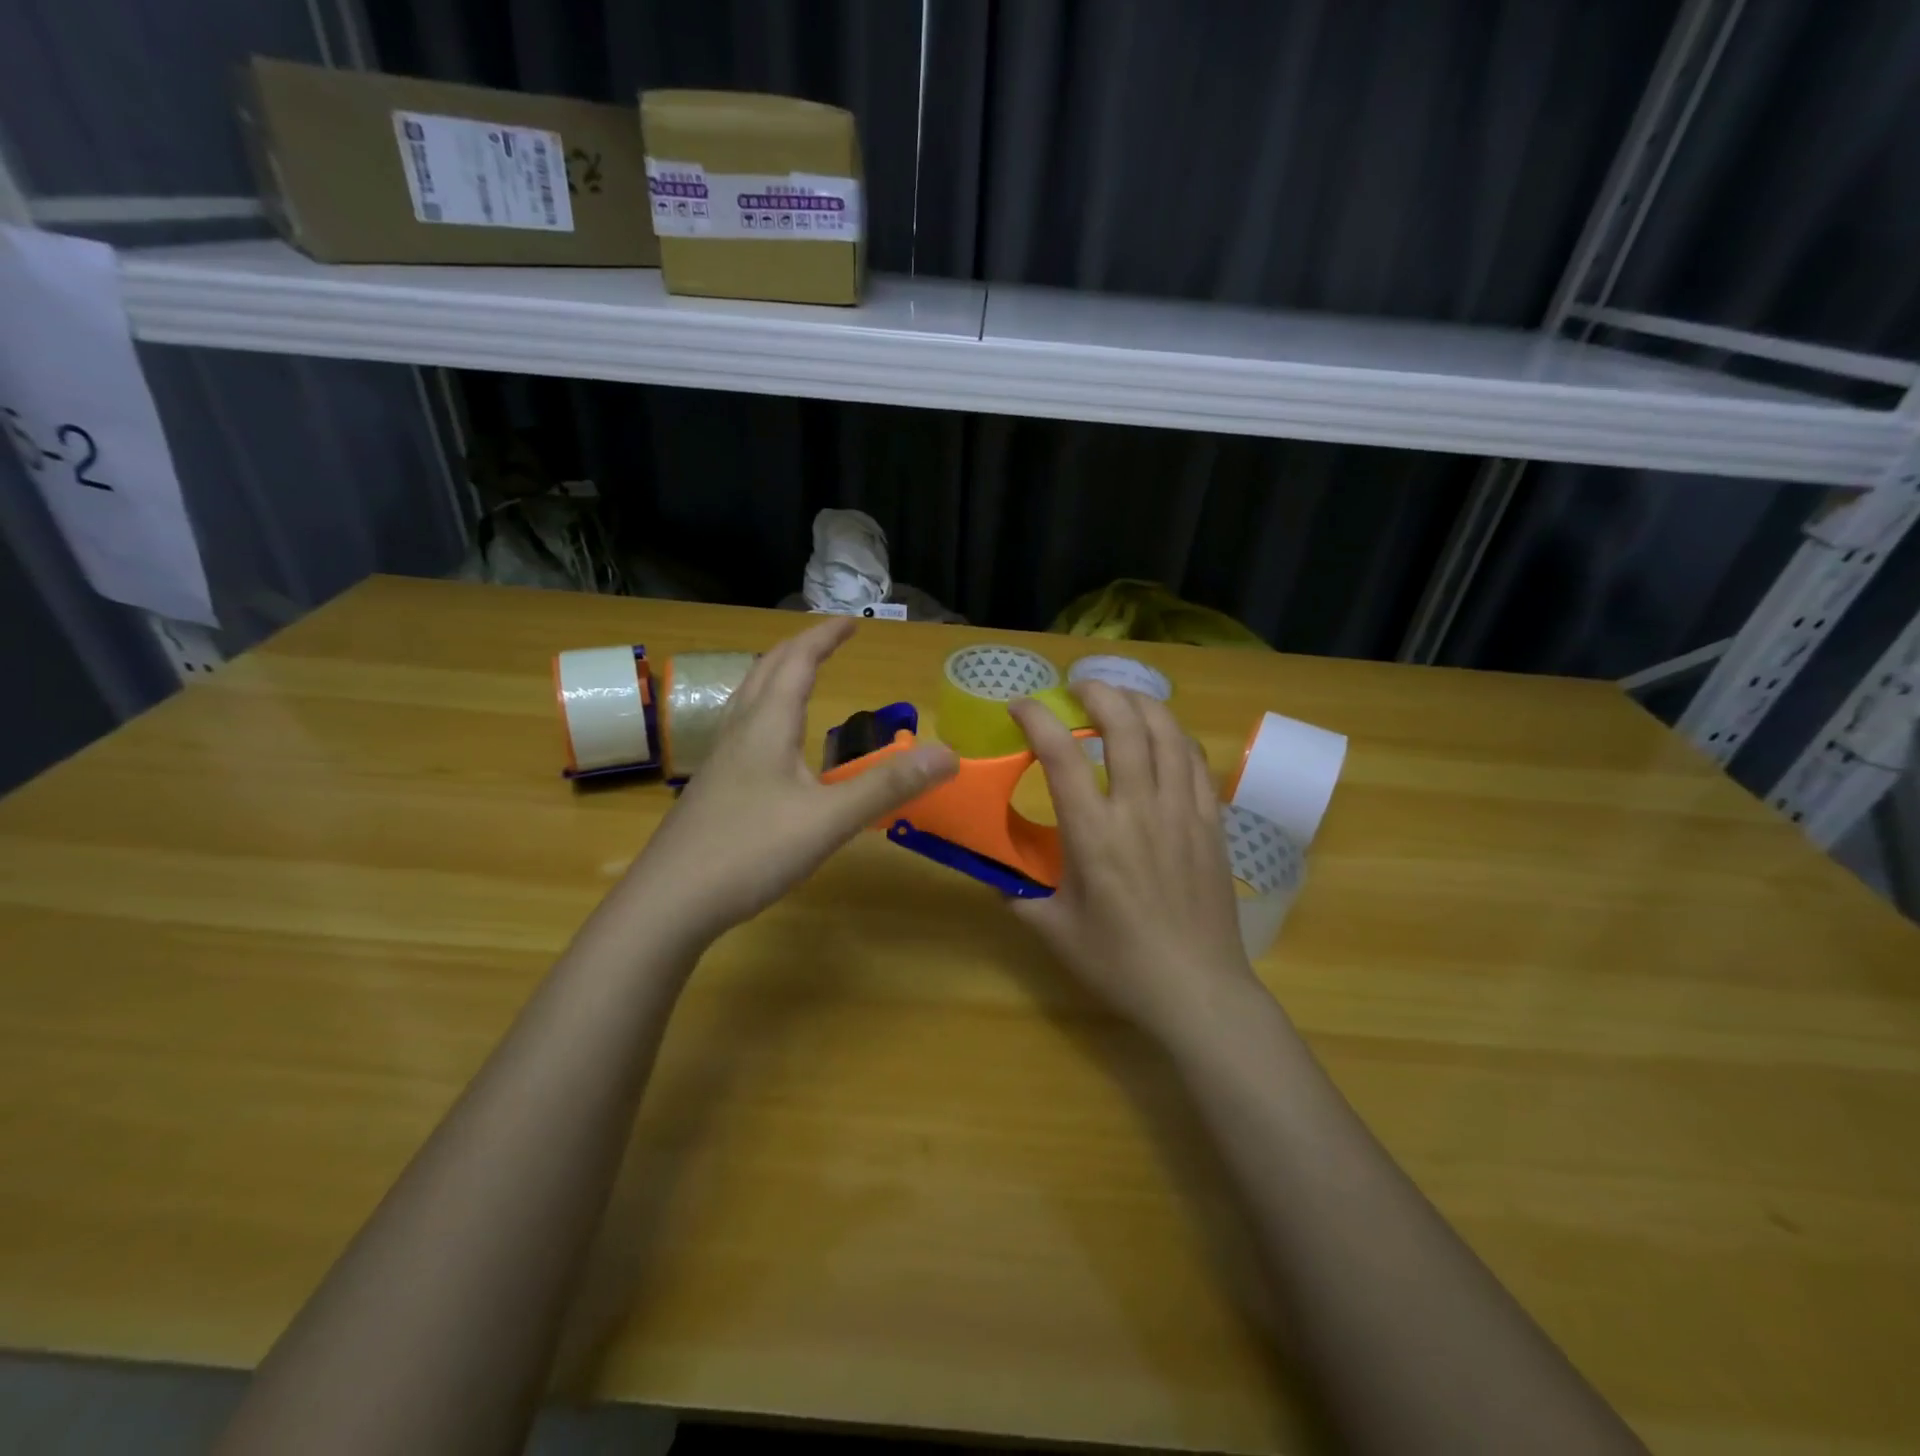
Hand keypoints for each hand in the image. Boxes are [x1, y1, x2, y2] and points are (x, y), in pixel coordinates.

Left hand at [622, 617, 957, 945]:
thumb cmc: (751, 852)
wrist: (669, 902)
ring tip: (798, 677)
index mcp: (767, 726)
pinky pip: (740, 729)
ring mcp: (718, 760)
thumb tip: (948, 754)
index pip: (798, 662)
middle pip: (766, 671)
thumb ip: (888, 786)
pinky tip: (770, 744)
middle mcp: (739, 732)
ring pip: (747, 699)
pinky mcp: (711, 788)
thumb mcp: (829, 820)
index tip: (852, 622)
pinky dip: (764, 712)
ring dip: (776, 676)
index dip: (825, 637)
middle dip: (800, 649)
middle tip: (829, 642)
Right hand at [1008, 684, 1256, 1036]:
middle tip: (1078, 688)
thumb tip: (991, 872)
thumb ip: (1016, 894)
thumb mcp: (1053, 930)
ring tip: (1121, 699)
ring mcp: (1183, 812)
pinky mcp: (1212, 823)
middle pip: (1125, 725)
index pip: (1061, 754)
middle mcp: (1140, 809)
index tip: (1020, 706)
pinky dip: (1175, 737)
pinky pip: (1196, 762)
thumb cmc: (1118, 962)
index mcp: (1093, 834)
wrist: (1196, 990)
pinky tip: (1163, 738)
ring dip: (1141, 704)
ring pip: (1167, 733)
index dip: (1037, 718)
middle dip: (1099, 693)